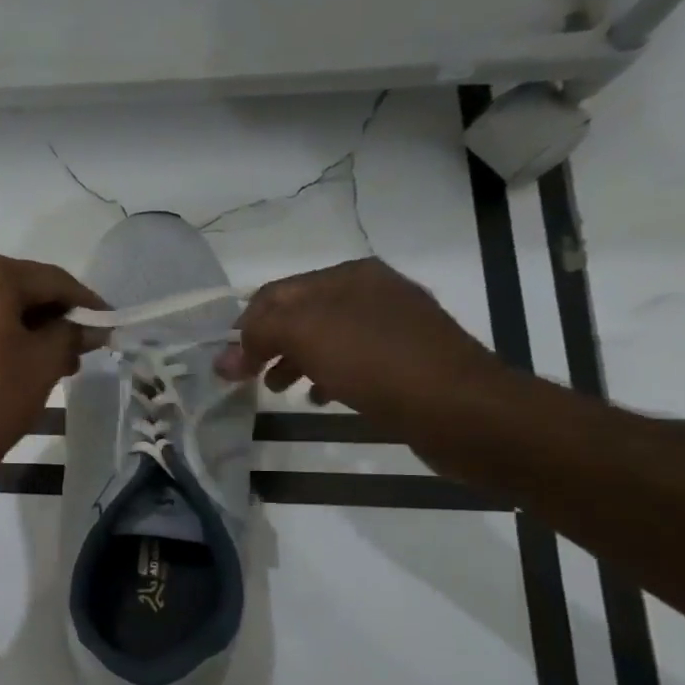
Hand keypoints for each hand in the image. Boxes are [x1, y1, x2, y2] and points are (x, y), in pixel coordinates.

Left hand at [0, 250, 103, 488]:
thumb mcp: (44, 363)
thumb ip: (72, 334)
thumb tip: (92, 327)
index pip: (50, 280)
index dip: (84, 303)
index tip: (109, 323)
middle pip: (17, 289)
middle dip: (51, 317)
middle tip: (79, 348)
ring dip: (22, 328)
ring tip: (51, 361)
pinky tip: (13, 360)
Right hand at [216, 259, 505, 428]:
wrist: (461, 408)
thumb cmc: (376, 362)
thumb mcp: (305, 335)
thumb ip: (257, 336)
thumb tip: (223, 357)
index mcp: (348, 275)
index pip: (275, 293)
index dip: (244, 326)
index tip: (228, 363)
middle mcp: (372, 292)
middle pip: (299, 315)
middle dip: (267, 345)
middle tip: (246, 379)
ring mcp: (394, 327)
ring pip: (324, 340)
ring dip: (293, 362)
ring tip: (278, 391)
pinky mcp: (408, 361)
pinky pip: (352, 363)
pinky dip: (326, 377)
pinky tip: (320, 399)